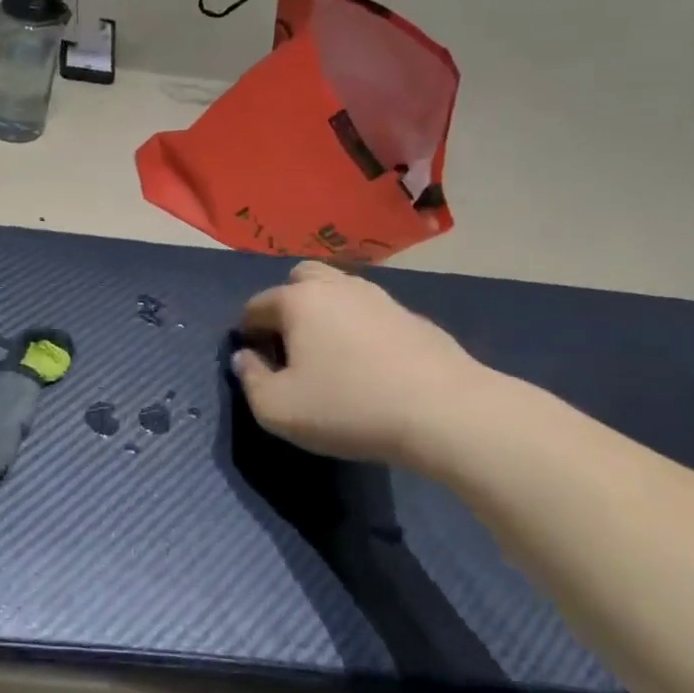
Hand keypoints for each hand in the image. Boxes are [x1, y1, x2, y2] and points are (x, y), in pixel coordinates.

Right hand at [232, 261, 487, 464]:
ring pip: (339, 291)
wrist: (447, 414)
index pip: (256, 306)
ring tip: (331, 355)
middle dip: (287, 305)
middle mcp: (336, 287)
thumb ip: (249, 380)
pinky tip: (370, 364)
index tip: (259, 365)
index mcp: (298, 300)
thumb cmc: (349, 407)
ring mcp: (379, 298)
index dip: (249, 334)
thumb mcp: (277, 409)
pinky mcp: (414, 317)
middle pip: (300, 279)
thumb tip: (245, 358)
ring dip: (326, 313)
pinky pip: (371, 313)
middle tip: (292, 346)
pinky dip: (360, 328)